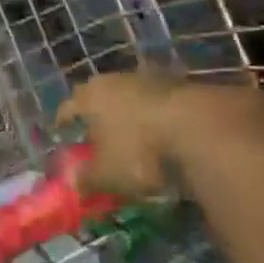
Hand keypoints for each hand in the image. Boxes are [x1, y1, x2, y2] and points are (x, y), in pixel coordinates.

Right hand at [57, 70, 263, 202]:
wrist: (201, 127)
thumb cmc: (140, 151)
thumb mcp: (109, 175)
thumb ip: (86, 179)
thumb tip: (70, 184)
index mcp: (90, 97)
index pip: (68, 107)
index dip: (63, 121)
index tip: (62, 131)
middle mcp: (116, 80)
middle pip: (99, 94)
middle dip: (97, 112)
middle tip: (98, 131)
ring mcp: (151, 78)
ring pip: (131, 94)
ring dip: (130, 110)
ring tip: (134, 132)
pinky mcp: (182, 84)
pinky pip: (160, 100)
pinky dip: (158, 114)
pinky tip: (166, 132)